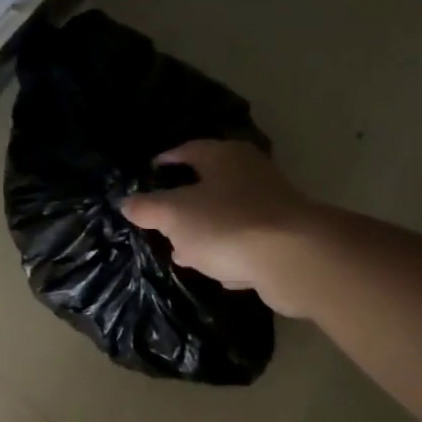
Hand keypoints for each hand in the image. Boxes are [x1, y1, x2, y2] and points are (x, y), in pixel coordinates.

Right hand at [119, 140, 316, 314]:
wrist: (294, 259)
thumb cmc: (226, 225)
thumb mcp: (174, 215)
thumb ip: (148, 208)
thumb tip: (127, 202)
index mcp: (224, 156)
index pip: (187, 150)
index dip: (166, 162)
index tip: (149, 174)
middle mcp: (251, 173)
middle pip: (210, 184)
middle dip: (184, 204)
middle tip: (161, 221)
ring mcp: (271, 205)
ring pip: (228, 215)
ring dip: (206, 233)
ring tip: (183, 253)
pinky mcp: (284, 237)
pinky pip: (247, 241)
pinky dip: (231, 253)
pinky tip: (218, 271)